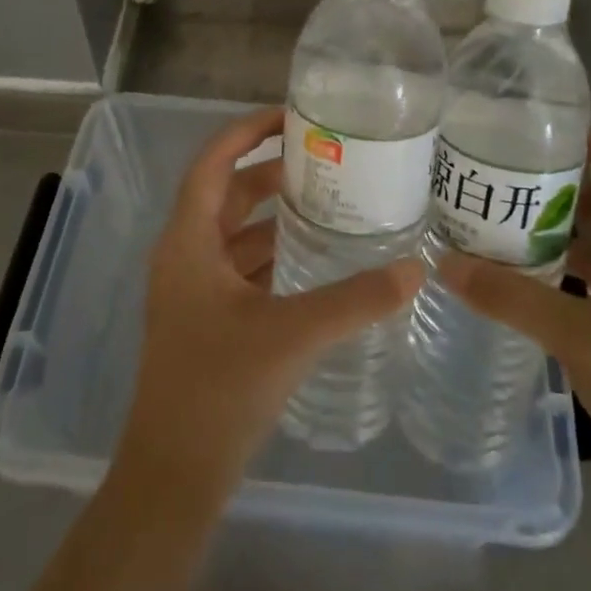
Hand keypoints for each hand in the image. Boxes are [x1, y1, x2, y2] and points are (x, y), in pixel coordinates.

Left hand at [115, 108, 424, 504]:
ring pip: (235, 232)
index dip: (248, 131)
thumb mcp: (293, 335)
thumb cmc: (219, 388)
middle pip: (227, 193)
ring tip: (328, 203)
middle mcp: (185, 254)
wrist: (174, 474)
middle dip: (271, 172)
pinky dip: (272, 254)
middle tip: (325, 160)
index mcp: (188, 241)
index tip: (292, 116)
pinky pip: (241, 267)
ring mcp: (193, 289)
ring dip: (274, 215)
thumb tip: (416, 270)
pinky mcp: (206, 318)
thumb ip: (356, 300)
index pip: (213, 161)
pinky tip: (313, 260)